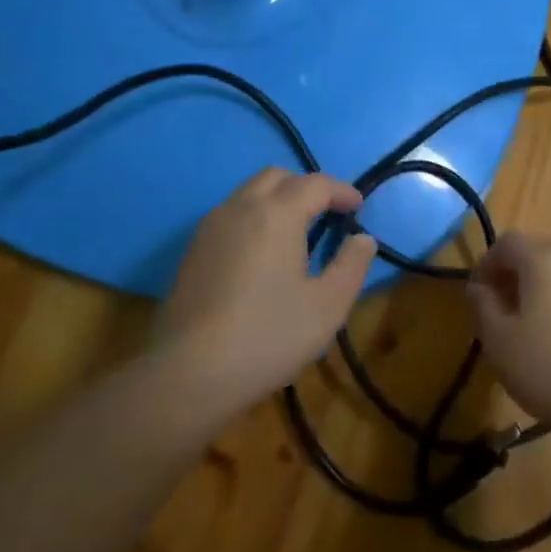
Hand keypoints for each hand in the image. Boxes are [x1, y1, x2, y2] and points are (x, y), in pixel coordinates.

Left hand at [157, 168, 378, 413]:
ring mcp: (210, 229)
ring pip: (248, 193)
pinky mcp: (192, 252)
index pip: (316, 184)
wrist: (188, 374)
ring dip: (277, 200)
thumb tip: (363, 238)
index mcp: (277, 214)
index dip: (342, 191)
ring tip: (297, 233)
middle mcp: (240, 208)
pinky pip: (230, 216)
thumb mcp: (328, 305)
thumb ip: (351, 265)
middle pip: (277, 177)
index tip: (358, 207)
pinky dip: (254, 218)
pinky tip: (262, 255)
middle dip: (306, 187)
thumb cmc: (268, 335)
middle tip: (327, 214)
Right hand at [465, 232, 550, 432]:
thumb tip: (479, 287)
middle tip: (502, 305)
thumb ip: (483, 305)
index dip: (487, 262)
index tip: (478, 292)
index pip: (507, 242)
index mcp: (544, 260)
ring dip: (544, 286)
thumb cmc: (549, 369)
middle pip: (539, 251)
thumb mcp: (499, 341)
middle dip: (516, 272)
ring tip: (534, 321)